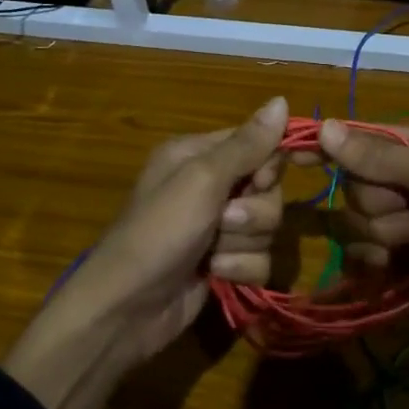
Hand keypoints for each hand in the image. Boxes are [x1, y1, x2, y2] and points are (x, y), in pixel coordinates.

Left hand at [2, 97, 288, 408]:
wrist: (127, 309)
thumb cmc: (158, 232)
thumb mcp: (201, 180)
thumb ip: (246, 145)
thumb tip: (281, 99)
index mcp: (197, 155)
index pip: (257, 143)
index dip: (269, 163)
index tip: (262, 180)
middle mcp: (209, 186)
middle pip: (268, 188)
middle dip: (253, 211)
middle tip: (223, 221)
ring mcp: (218, 228)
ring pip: (268, 226)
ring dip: (244, 243)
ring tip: (212, 254)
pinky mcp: (225, 263)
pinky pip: (260, 258)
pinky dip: (240, 269)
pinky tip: (215, 275)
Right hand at [317, 120, 408, 328]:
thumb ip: (377, 155)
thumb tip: (324, 126)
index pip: (364, 140)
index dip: (334, 148)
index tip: (296, 156)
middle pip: (358, 186)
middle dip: (380, 204)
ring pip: (360, 223)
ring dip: (385, 236)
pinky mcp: (408, 261)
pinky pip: (368, 256)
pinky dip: (375, 263)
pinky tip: (392, 270)